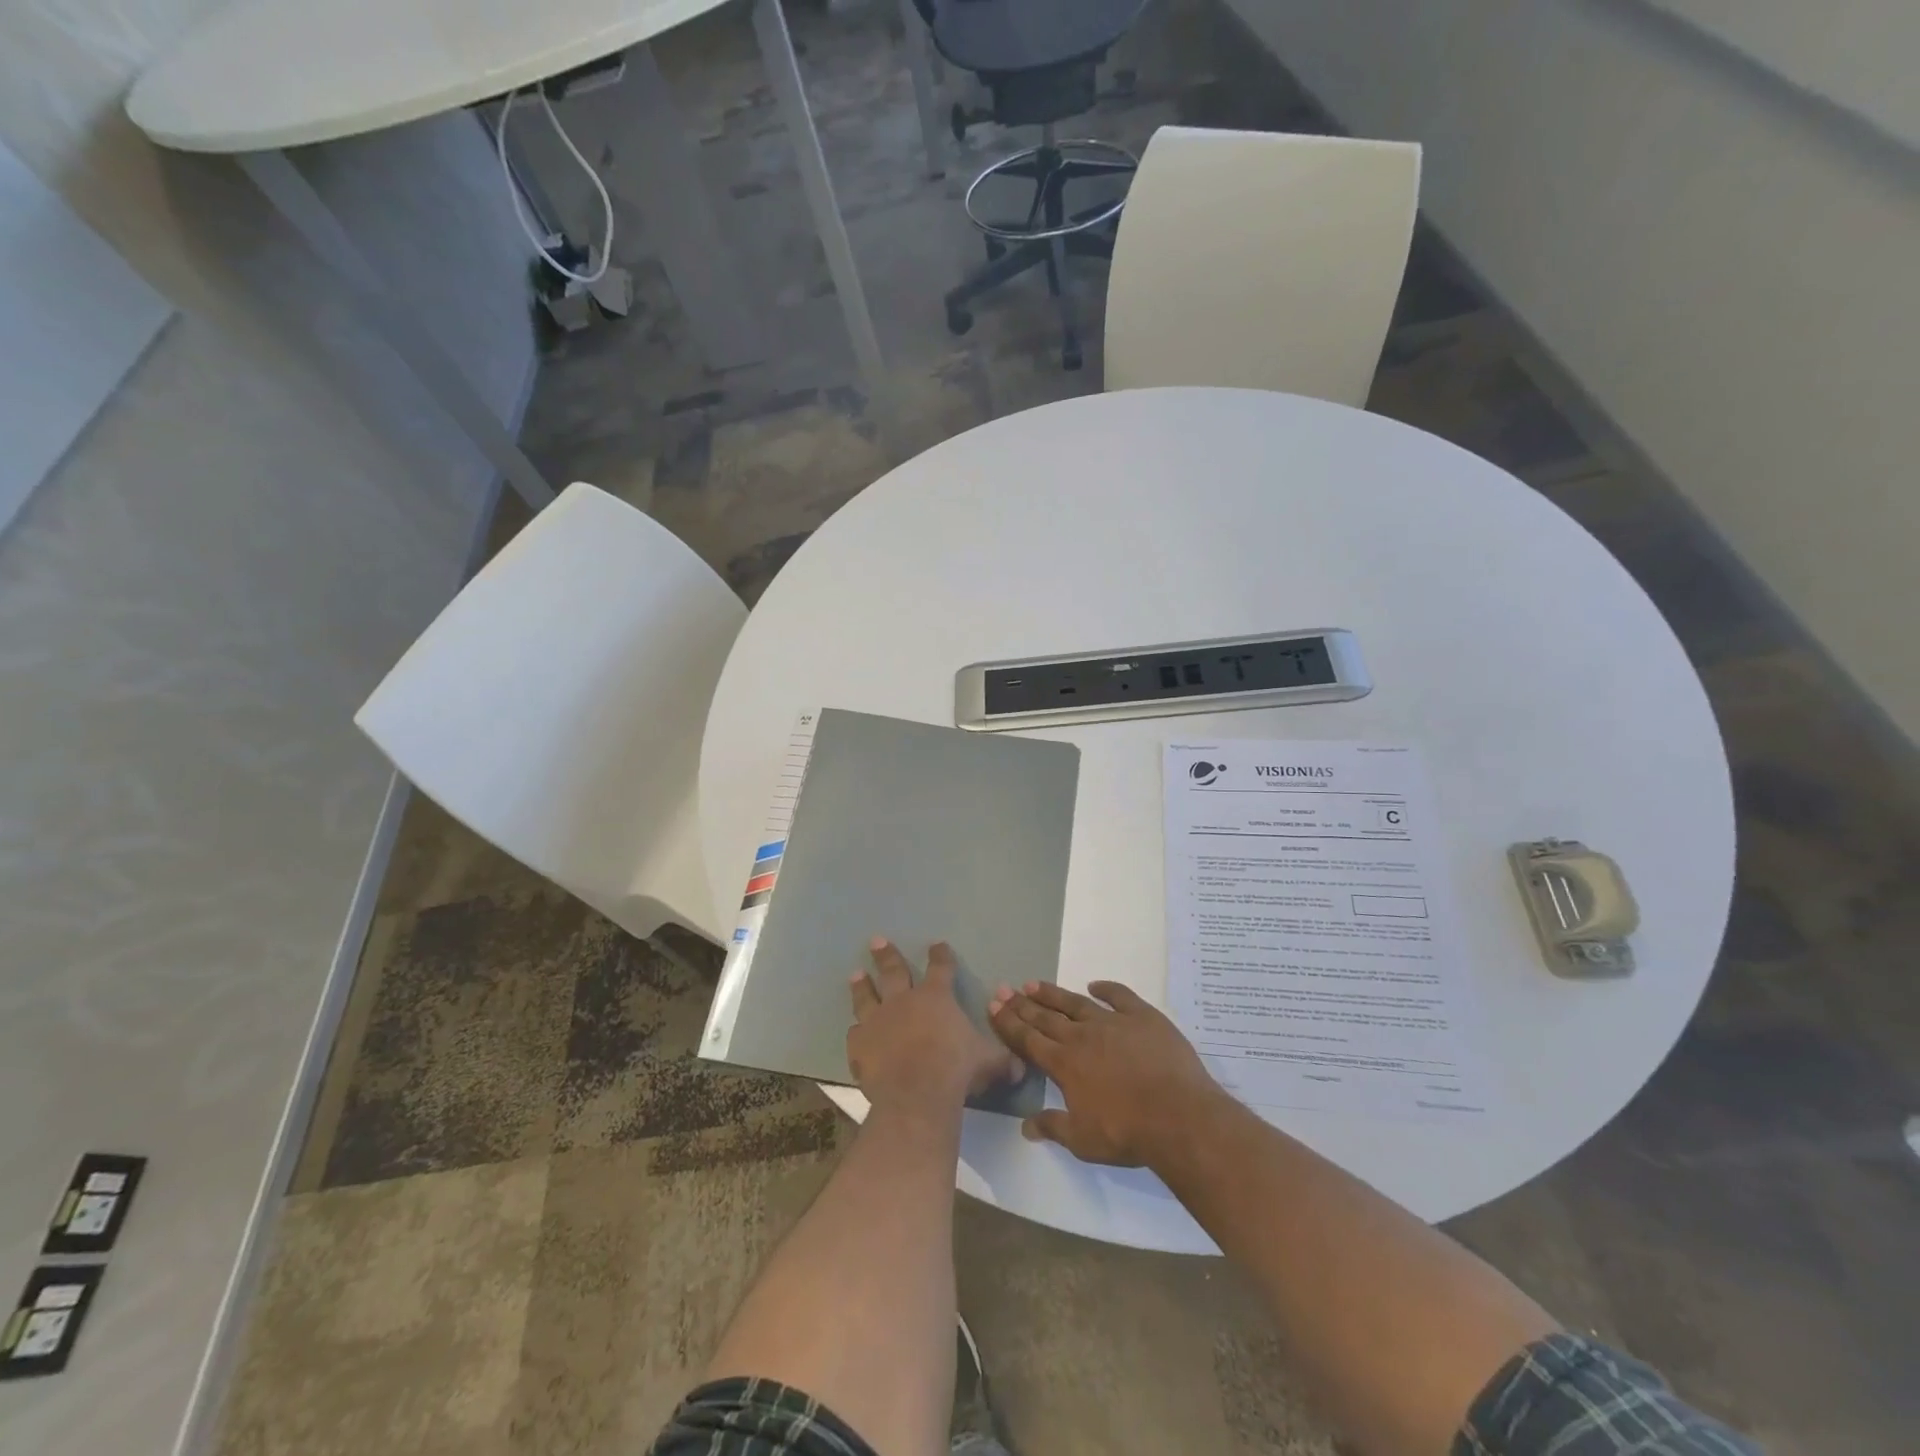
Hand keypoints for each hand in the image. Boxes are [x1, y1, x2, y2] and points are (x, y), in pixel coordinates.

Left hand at [848, 939, 1022, 1117]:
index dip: (941, 956)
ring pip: (867, 996)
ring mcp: (878, 1021)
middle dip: (887, 954)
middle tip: (877, 940)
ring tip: (856, 974)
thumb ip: (1003, 1060)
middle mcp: (903, 1001)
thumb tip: (1021, 1067)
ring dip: (862, 985)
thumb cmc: (956, 1070)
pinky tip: (854, 1031)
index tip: (937, 945)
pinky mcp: (859, 1044)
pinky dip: (857, 1032)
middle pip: (894, 970)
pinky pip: (856, 1034)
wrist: (915, 1094)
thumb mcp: (989, 1062)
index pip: (941, 968)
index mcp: (936, 997)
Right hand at [988, 980, 1227, 1165]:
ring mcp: (1113, 1022)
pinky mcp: (1143, 1017)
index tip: (993, 1005)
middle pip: (1046, 1017)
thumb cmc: (1127, 1133)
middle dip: (1022, 1004)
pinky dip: (1106, 988)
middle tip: (1004, 988)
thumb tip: (1026, 1126)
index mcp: (1064, 1064)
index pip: (1028, 1040)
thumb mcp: (1083, 1140)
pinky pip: (1120, 996)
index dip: (1009, 1023)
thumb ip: (1053, 1127)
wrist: (1177, 1116)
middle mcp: (1082, 1036)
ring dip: (1053, 993)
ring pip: (1076, 1002)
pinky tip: (1095, 984)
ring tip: (1033, 983)